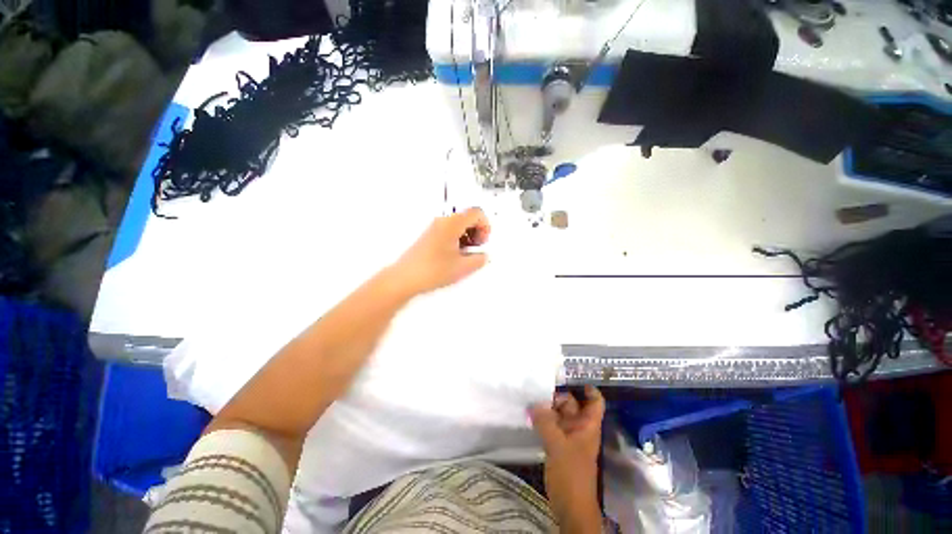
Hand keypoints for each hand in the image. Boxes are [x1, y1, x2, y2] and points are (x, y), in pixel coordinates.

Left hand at [391, 207, 490, 295]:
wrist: (405, 278)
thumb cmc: (430, 270)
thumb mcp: (463, 267)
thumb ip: (479, 259)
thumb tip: (483, 256)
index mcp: (452, 223)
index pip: (476, 213)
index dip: (485, 226)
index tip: (484, 240)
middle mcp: (442, 222)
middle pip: (468, 217)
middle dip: (477, 231)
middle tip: (477, 247)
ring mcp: (435, 228)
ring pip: (459, 225)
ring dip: (468, 237)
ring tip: (466, 254)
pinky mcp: (430, 237)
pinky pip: (449, 232)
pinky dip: (458, 240)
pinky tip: (456, 256)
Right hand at [530, 386, 604, 532]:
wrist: (571, 507)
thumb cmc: (571, 475)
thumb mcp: (558, 446)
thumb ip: (545, 422)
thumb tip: (534, 403)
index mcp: (587, 426)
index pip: (595, 402)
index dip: (588, 390)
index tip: (571, 379)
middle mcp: (579, 428)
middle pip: (572, 404)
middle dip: (557, 397)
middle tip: (537, 390)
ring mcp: (568, 438)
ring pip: (559, 415)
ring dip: (547, 409)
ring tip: (529, 400)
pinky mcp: (558, 446)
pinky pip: (551, 426)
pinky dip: (542, 420)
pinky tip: (530, 417)